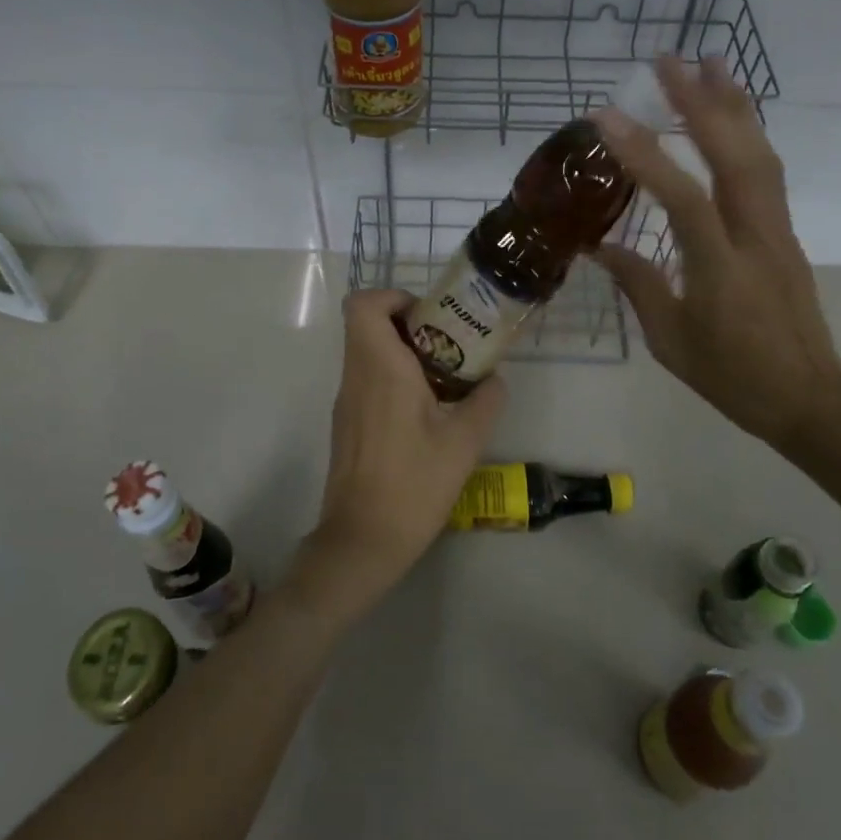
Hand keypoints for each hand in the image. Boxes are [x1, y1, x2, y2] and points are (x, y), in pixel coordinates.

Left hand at [289, 289, 507, 623]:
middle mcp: (355, 376)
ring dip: (400, 352)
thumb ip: (485, 402)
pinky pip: (365, 379)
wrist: (361, 541)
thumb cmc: (413, 485)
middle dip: (406, 323)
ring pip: (365, 352)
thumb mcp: (464, 443)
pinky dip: (391, 377)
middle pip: (366, 324)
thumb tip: (494, 379)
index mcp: (380, 368)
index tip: (429, 317)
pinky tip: (424, 411)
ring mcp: (346, 401)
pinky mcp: (346, 423)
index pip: (363, 304)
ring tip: (443, 377)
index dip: (393, 298)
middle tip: (446, 343)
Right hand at [593, 56, 840, 459]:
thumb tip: (601, 246)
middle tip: (668, 60)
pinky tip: (732, 115)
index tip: (608, 116)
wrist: (809, 399)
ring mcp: (777, 230)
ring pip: (760, 154)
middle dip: (700, 102)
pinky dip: (748, 133)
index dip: (645, 153)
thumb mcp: (671, 340)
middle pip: (734, 155)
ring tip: (710, 63)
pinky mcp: (785, 232)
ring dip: (733, 105)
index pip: (682, 197)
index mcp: (721, 268)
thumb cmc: (732, 377)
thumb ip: (638, 284)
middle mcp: (756, 235)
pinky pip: (767, 171)